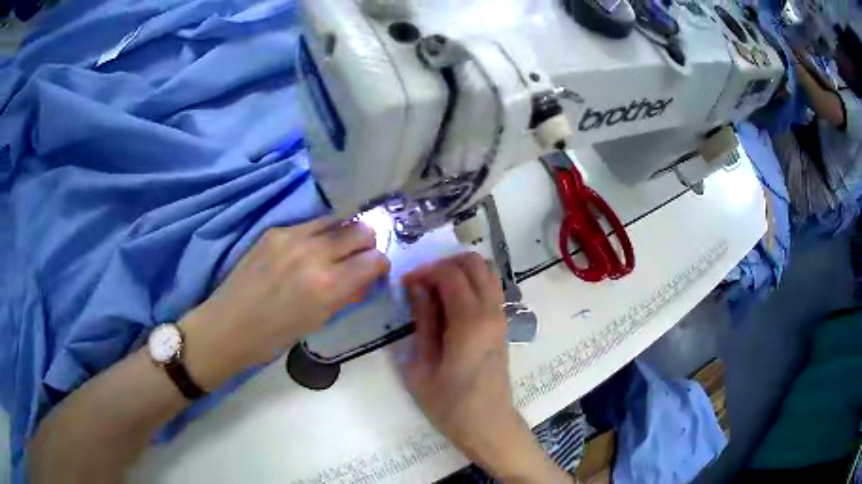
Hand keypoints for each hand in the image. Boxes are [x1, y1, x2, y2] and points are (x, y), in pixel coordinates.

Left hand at [181, 218, 389, 388]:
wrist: (229, 325)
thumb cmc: (274, 336)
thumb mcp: (317, 321)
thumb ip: (344, 295)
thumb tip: (362, 279)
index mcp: (327, 285)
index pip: (373, 260)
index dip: (380, 265)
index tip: (376, 271)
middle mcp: (313, 253)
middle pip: (360, 229)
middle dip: (367, 243)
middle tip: (359, 257)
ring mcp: (291, 237)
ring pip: (336, 220)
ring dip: (343, 233)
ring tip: (335, 250)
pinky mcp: (274, 231)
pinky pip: (309, 224)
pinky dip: (317, 235)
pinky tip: (306, 250)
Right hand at [400, 254, 569, 482]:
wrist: (487, 424)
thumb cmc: (449, 404)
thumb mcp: (421, 366)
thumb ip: (422, 321)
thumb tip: (416, 286)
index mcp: (469, 322)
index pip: (449, 273)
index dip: (425, 271)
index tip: (406, 283)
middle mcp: (491, 311)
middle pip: (474, 262)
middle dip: (444, 263)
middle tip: (422, 282)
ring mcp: (501, 316)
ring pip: (486, 271)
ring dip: (460, 270)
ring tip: (435, 290)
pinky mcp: (503, 323)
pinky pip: (490, 288)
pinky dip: (471, 282)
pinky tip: (451, 303)